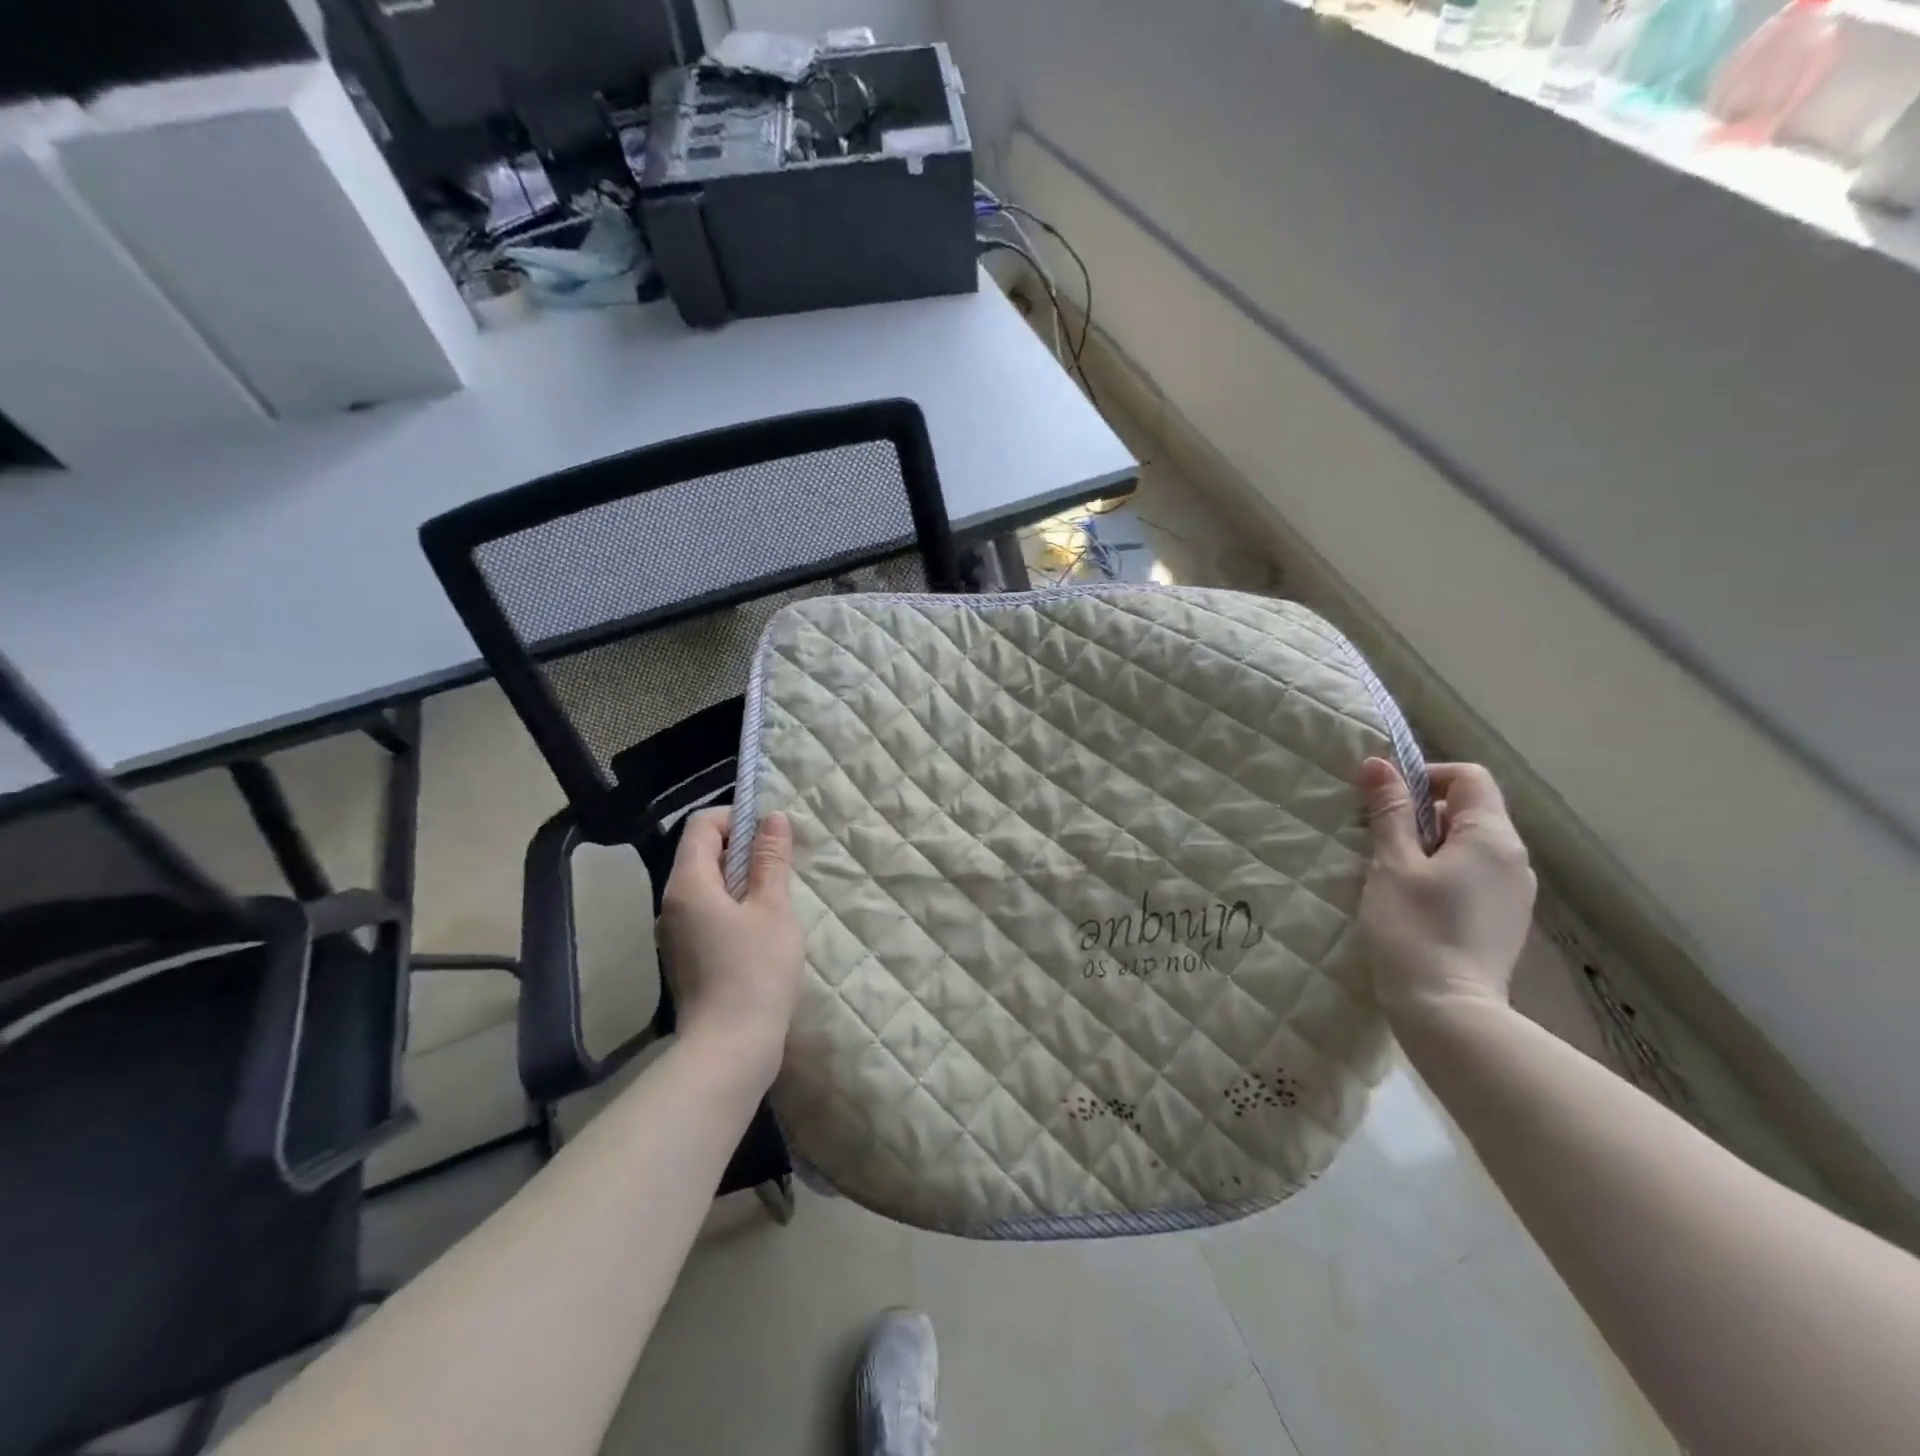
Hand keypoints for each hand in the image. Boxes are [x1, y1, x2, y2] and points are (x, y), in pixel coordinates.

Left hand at [658, 808, 806, 1078]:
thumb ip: (772, 860)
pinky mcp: (684, 956)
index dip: (737, 818)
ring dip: (740, 879)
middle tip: (781, 867)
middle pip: (701, 852)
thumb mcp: (774, 909)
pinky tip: (761, 930)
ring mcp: (674, 932)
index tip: (771, 836)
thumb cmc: (756, 972)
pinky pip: (706, 911)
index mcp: (689, 884)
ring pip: (706, 884)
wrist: (729, 1049)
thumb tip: (773, 817)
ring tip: (776, 899)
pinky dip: (732, 905)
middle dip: (743, 849)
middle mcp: (672, 903)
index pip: (702, 825)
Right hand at [1355, 759, 1536, 1024]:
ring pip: (1469, 845)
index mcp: (1492, 838)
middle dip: (1421, 813)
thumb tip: (1378, 764)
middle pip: (1469, 810)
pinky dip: (1442, 872)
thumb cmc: (1414, 928)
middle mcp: (1514, 859)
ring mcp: (1514, 892)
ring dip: (1428, 845)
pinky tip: (1413, 900)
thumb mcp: (1392, 864)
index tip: (1385, 801)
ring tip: (1390, 872)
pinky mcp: (1504, 919)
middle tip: (1378, 838)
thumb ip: (1390, 811)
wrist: (1448, 1011)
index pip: (1469, 777)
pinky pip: (1473, 875)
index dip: (1425, 777)